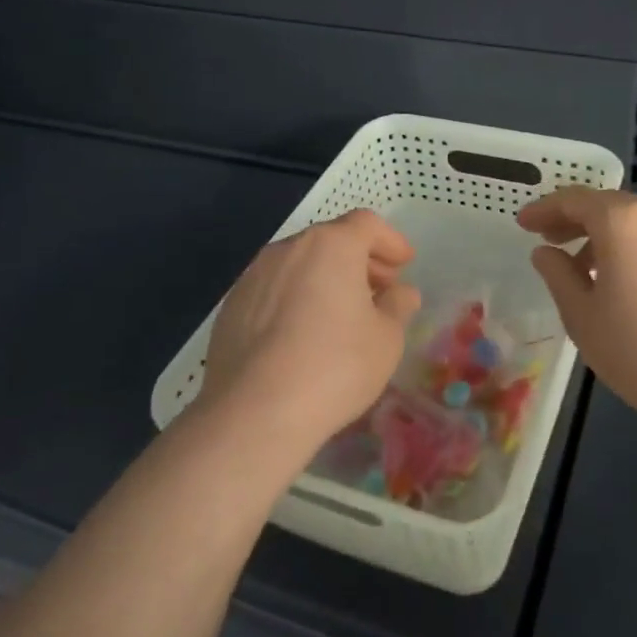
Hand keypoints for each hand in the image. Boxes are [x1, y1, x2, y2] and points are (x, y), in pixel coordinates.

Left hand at [202, 209, 420, 467]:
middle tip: (380, 289)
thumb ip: (397, 306)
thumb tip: (401, 292)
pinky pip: (274, 290)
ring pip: (300, 264)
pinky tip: (302, 335)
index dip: (390, 241)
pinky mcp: (232, 306)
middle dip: (360, 260)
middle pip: (331, 240)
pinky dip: (295, 299)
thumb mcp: (386, 339)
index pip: (367, 224)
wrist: (254, 412)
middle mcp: (289, 248)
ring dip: (325, 278)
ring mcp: (254, 275)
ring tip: (341, 314)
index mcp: (331, 245)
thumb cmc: (335, 366)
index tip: (404, 264)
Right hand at [518, 188, 636, 434]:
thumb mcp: (581, 315)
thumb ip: (558, 275)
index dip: (545, 209)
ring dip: (612, 235)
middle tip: (553, 242)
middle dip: (578, 220)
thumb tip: (545, 252)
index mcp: (624, 222)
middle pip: (611, 205)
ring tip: (593, 268)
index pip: (575, 200)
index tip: (524, 223)